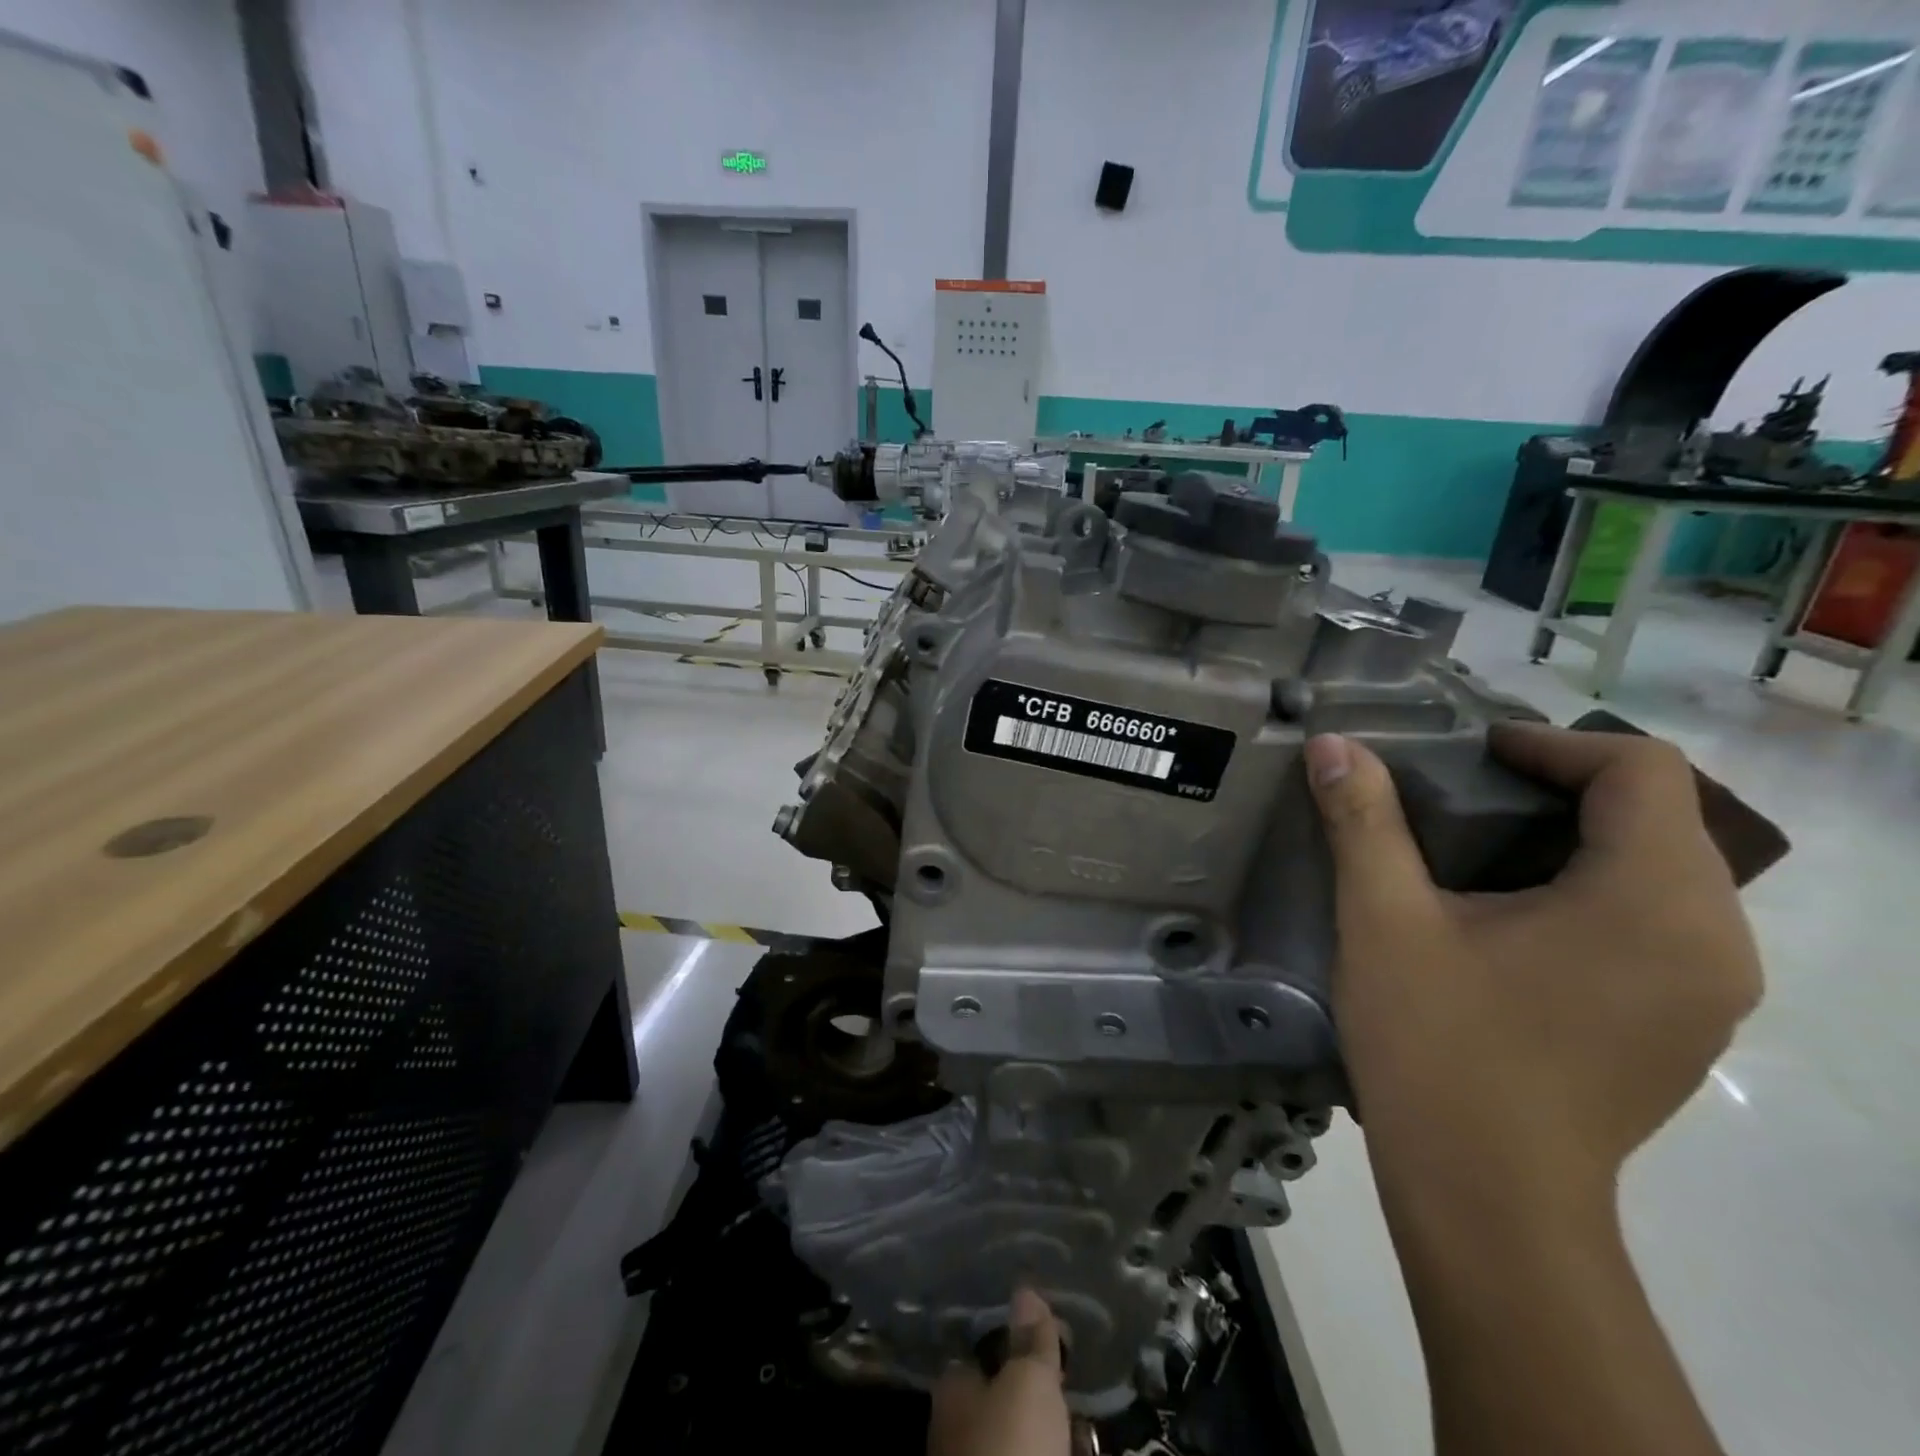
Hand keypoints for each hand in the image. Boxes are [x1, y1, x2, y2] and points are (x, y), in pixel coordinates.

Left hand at [927, 1288, 1070, 1455]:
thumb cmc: (1012, 1446)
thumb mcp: (1029, 1381)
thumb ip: (1031, 1337)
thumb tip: (1025, 1290)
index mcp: (954, 1386)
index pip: (986, 1349)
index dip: (1022, 1345)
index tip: (1057, 1343)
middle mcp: (957, 1425)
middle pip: (1005, 1396)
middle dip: (1039, 1393)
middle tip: (1073, 1389)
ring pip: (1019, 1436)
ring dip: (1050, 1431)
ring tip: (1081, 1428)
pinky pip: (1032, 1454)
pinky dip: (1053, 1450)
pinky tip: (1074, 1448)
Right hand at [1304, 723, 1762, 1214]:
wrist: (1487, 1196)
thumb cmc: (1437, 1045)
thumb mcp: (1384, 919)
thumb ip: (1363, 820)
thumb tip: (1332, 744)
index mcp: (1653, 900)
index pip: (1644, 771)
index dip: (1554, 743)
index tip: (1473, 755)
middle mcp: (1715, 939)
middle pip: (1663, 815)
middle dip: (1564, 786)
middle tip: (1468, 792)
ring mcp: (1712, 991)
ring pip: (1666, 868)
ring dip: (1581, 837)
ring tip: (1487, 847)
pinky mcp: (1689, 1026)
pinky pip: (1663, 920)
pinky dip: (1598, 888)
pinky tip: (1520, 916)